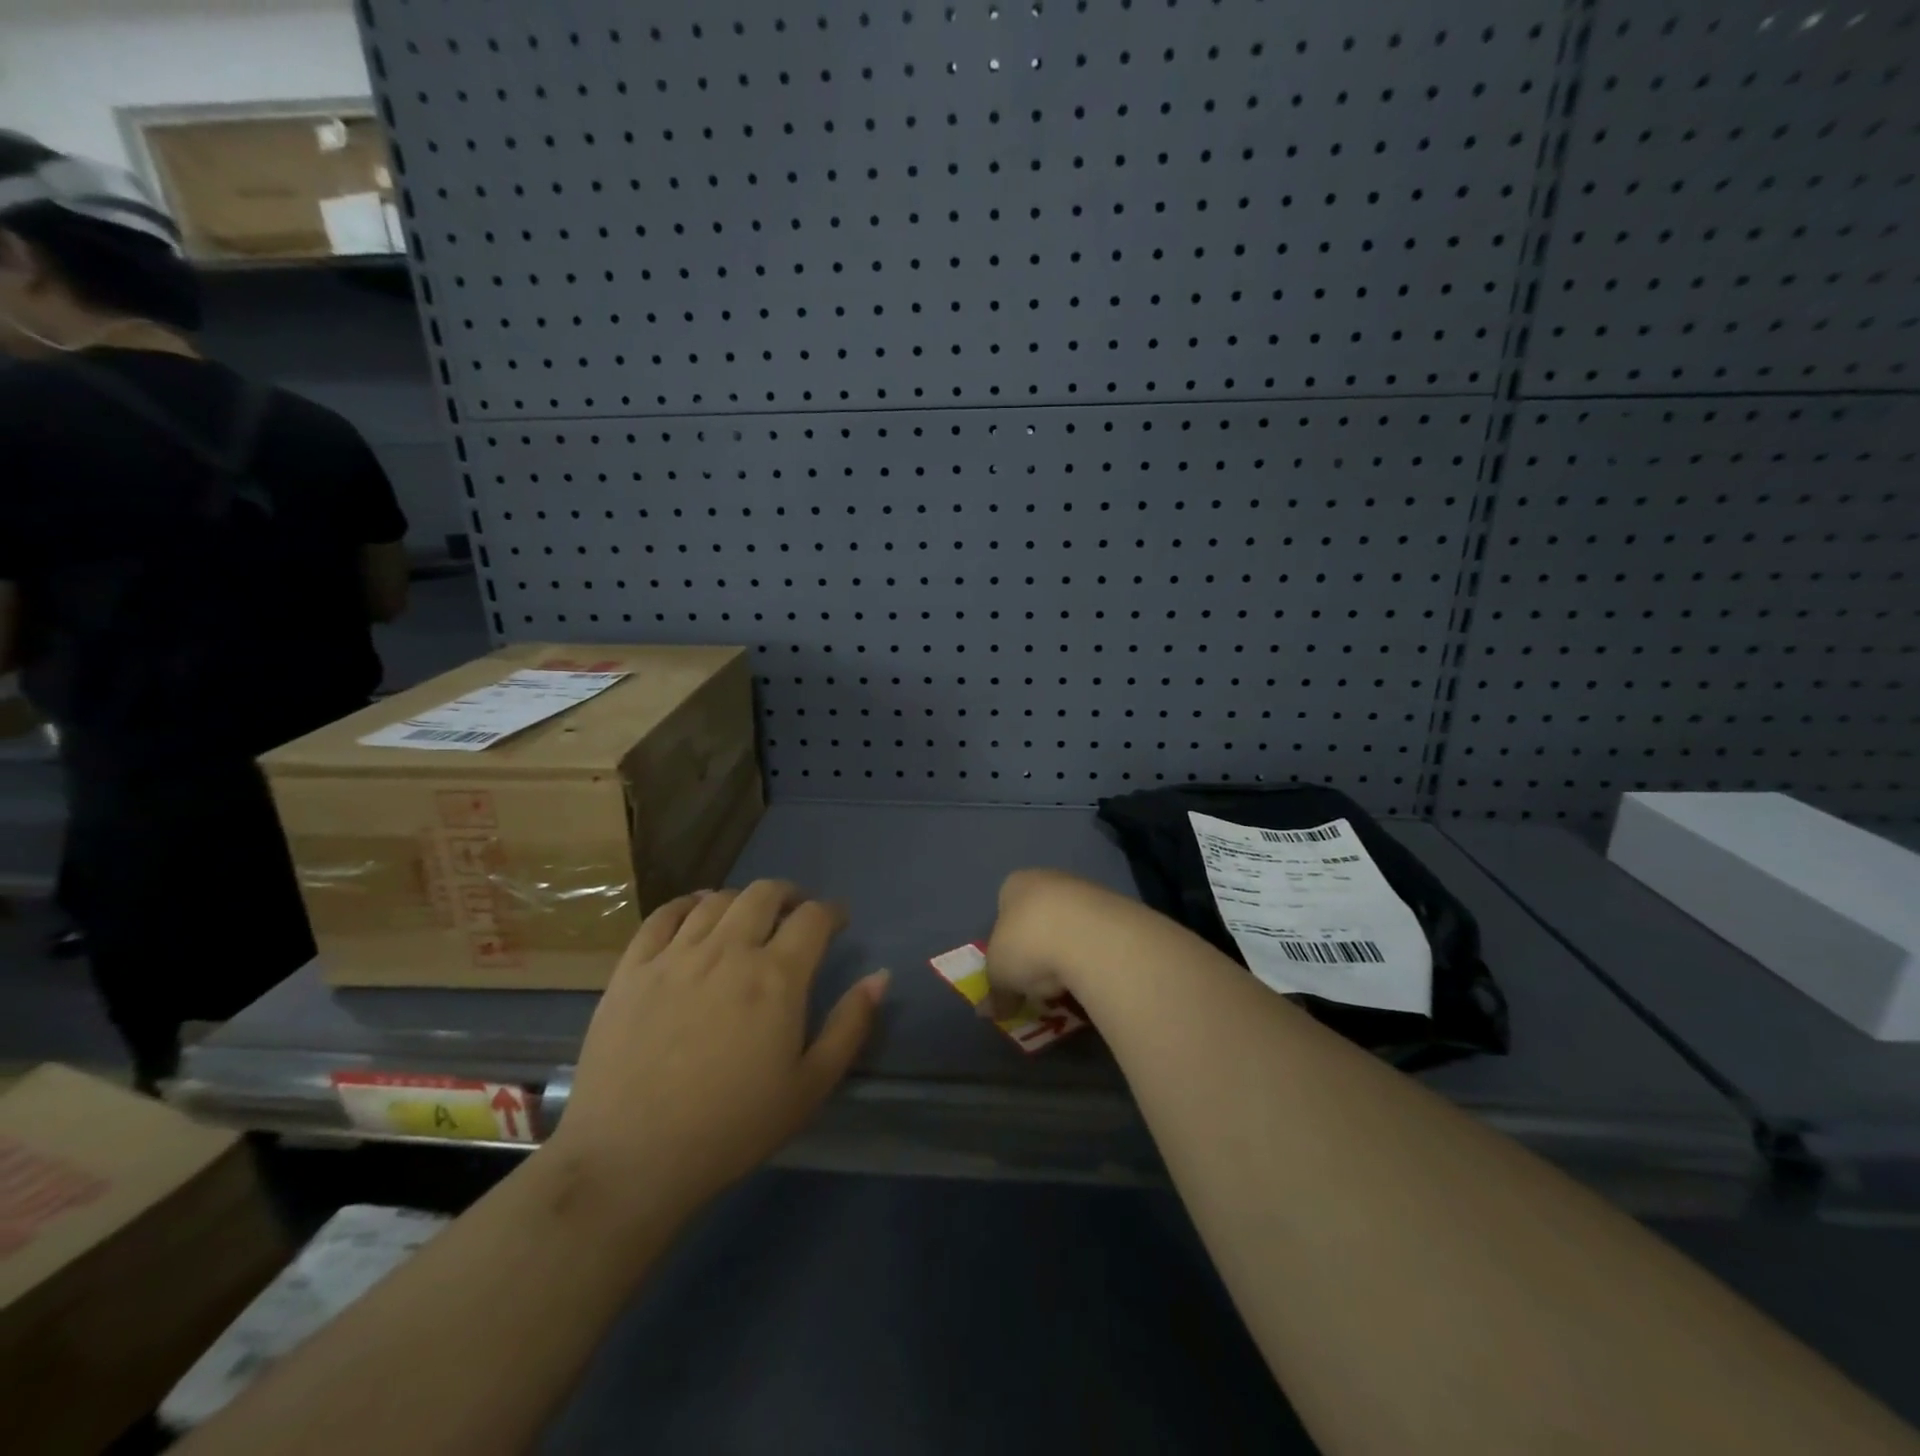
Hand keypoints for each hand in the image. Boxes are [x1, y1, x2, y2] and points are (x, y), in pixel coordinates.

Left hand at [552, 881, 887, 1211]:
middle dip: (789, 895)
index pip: (813, 917)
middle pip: (764, 894)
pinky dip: (686, 905)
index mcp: (777, 977)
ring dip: (742, 900)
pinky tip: (695, 914)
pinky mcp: (633, 969)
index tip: (837, 921)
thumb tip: (880, 976)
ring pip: (716, 900)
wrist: (631, 1159)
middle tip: (795, 913)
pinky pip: (663, 916)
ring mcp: (675, 956)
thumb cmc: (732, 1127)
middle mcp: (728, 951)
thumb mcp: (810, 1086)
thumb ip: (850, 1025)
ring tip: (748, 917)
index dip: (832, 912)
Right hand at [982, 868, 1117, 1016]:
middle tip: (1041, 981)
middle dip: (1040, 948)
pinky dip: (1094, 955)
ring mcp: (1087, 890)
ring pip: (1071, 926)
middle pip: (1040, 917)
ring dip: (1069, 952)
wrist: (1090, 935)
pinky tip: (1093, 975)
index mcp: (1016, 884)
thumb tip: (990, 1011)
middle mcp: (1050, 878)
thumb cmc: (1028, 943)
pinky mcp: (1117, 907)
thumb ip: (995, 992)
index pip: (1005, 907)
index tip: (1013, 969)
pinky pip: (1097, 936)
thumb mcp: (1000, 975)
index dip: (1007, 941)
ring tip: (1069, 984)